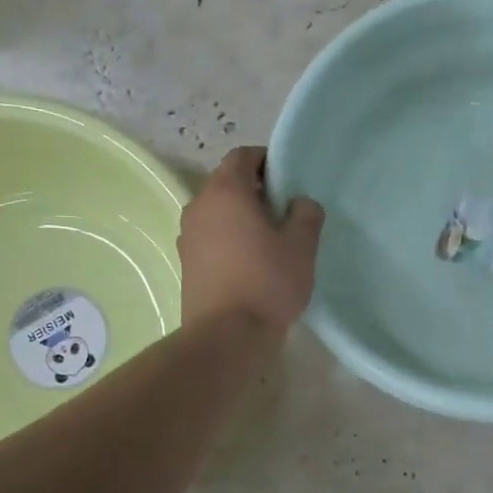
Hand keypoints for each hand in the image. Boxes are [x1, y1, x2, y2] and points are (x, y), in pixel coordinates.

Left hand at [179, 147, 322, 334]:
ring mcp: (187, 236)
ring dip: (242, 217)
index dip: (268, 161)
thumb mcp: (301, 246)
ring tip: (270, 240)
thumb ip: (306, 214)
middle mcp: (199, 206)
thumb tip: (299, 203)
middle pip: (228, 183)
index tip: (290, 180)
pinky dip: (230, 239)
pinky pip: (211, 237)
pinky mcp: (186, 263)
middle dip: (256, 190)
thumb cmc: (267, 282)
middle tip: (286, 212)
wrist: (226, 336)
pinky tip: (252, 263)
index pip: (243, 156)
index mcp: (226, 191)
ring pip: (218, 212)